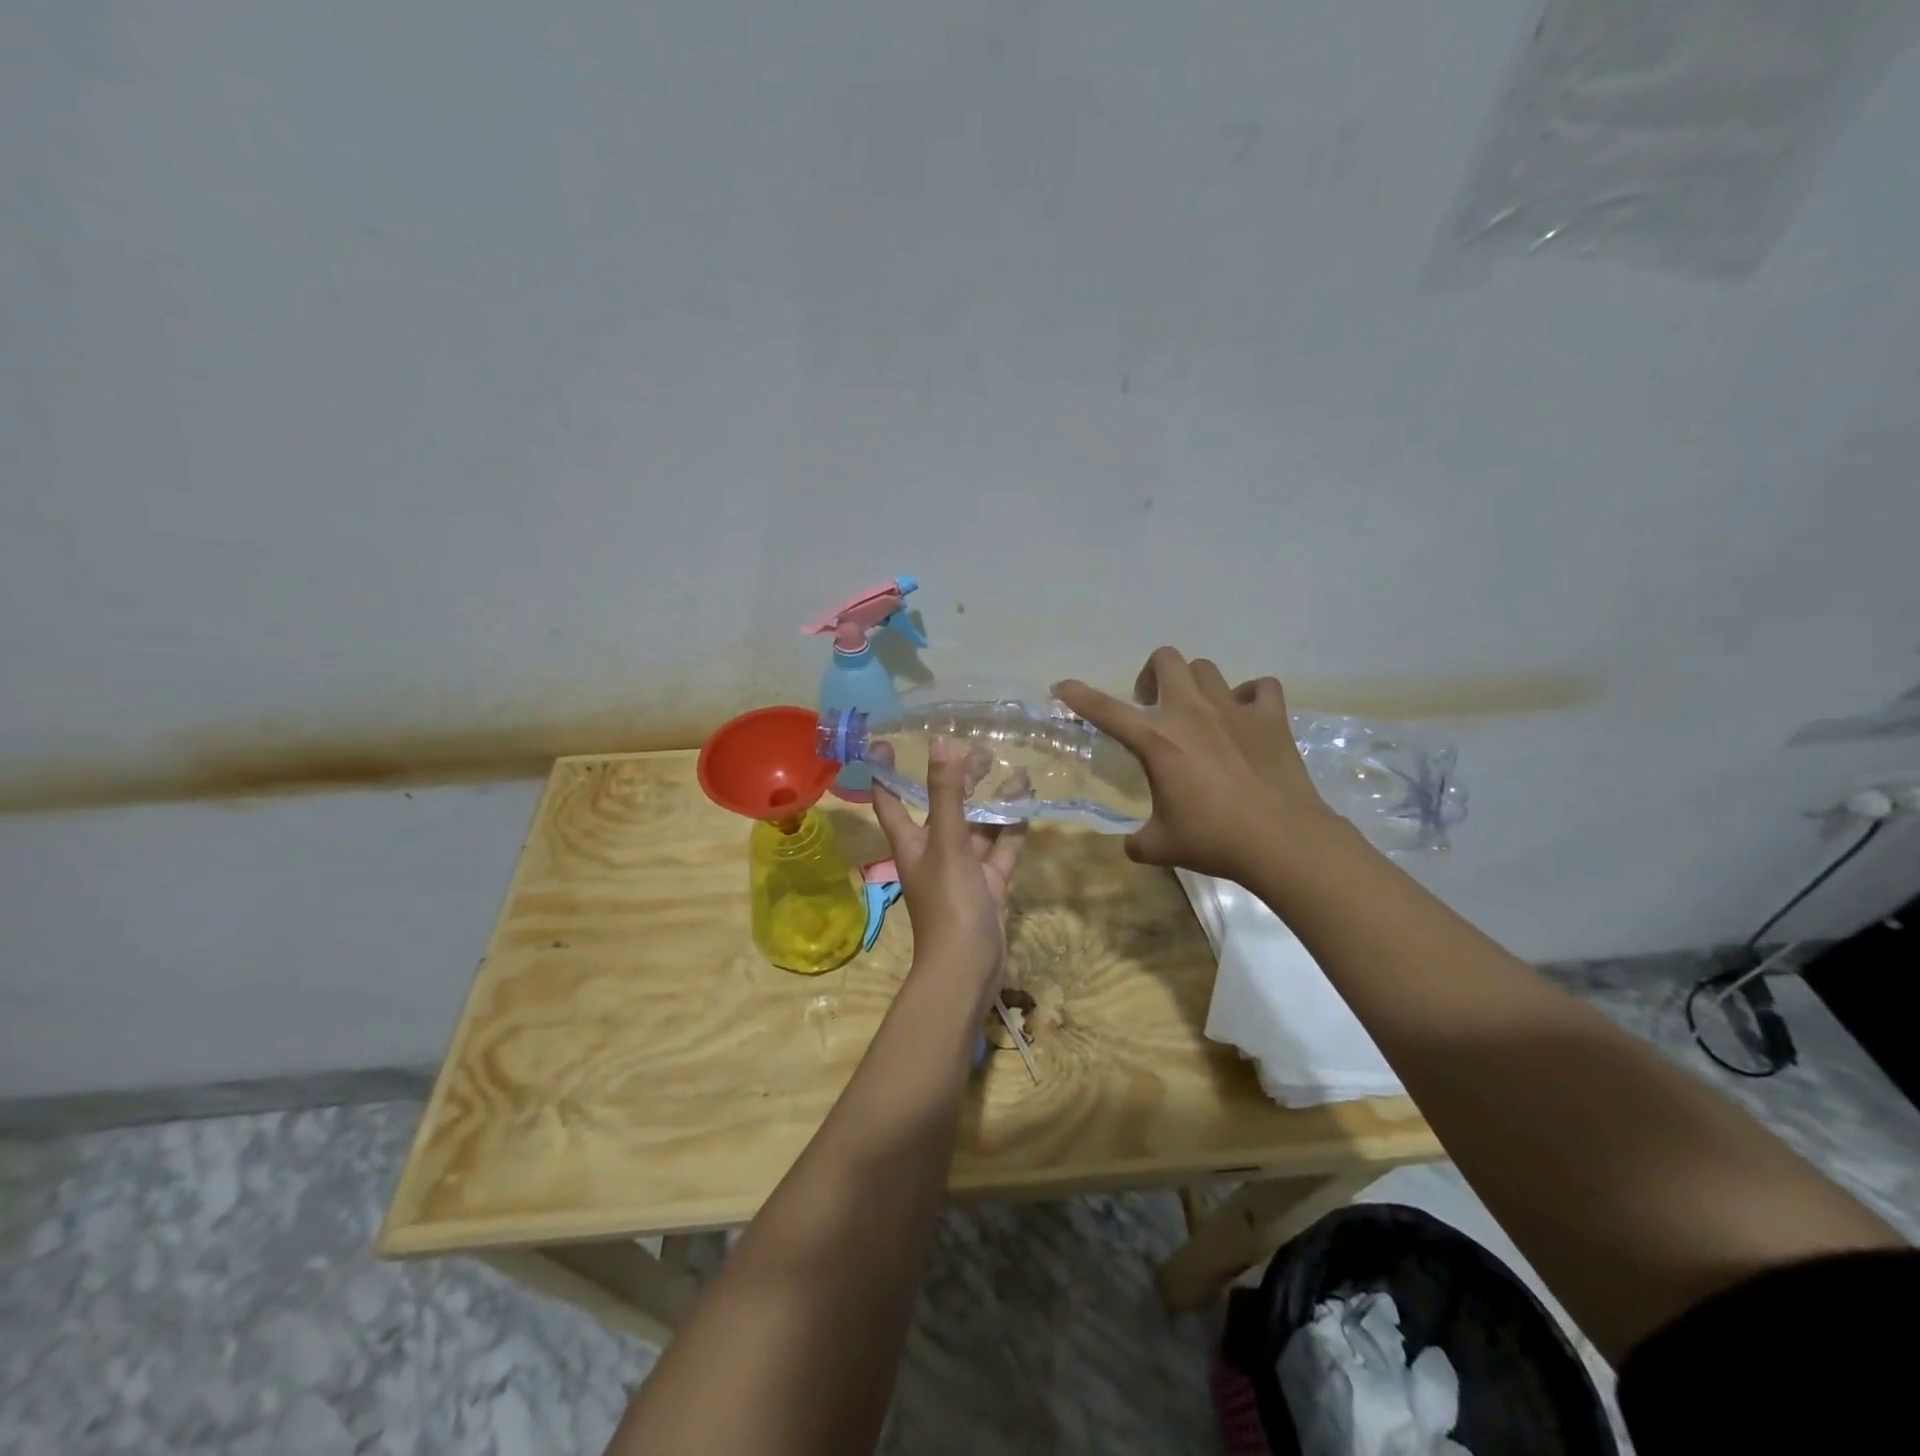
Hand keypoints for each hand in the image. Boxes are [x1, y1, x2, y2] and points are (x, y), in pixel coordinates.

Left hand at [871, 739, 1026, 1000]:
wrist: (967, 966)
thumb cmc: (948, 901)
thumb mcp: (947, 842)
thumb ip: (945, 794)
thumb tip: (939, 743)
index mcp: (911, 841)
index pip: (889, 798)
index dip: (884, 770)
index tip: (885, 742)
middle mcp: (934, 851)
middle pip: (943, 806)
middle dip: (959, 779)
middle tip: (983, 751)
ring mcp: (963, 869)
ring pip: (978, 827)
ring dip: (994, 802)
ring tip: (1016, 772)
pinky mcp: (989, 884)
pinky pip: (1001, 849)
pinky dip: (1012, 829)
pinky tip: (1028, 805)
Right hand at [1054, 646, 1343, 880]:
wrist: (1282, 841)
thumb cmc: (1214, 840)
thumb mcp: (1160, 846)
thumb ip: (1137, 841)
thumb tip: (1132, 844)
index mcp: (1156, 740)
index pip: (1105, 709)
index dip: (1078, 695)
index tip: (1062, 687)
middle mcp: (1191, 712)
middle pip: (1165, 660)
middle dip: (1152, 676)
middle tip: (1152, 707)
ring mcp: (1233, 709)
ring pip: (1207, 669)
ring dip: (1195, 685)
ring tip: (1198, 714)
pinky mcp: (1271, 718)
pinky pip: (1260, 687)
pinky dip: (1250, 696)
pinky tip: (1246, 718)